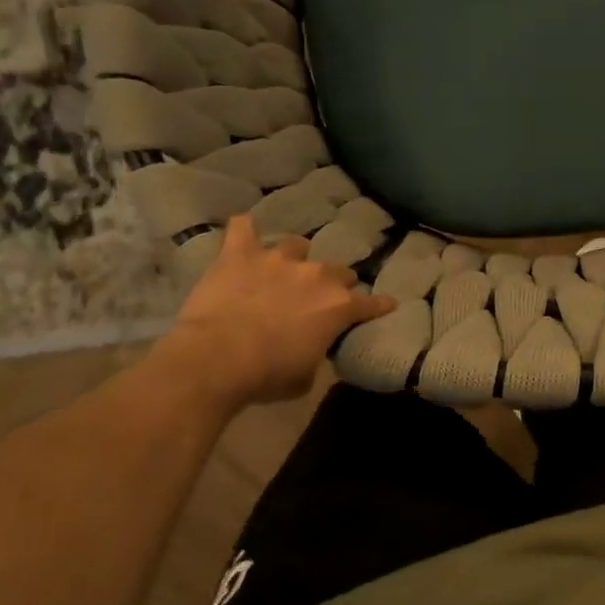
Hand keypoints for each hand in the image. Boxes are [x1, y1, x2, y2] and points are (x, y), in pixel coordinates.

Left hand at [158, 215, 394, 406]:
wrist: (217, 358)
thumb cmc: (267, 375)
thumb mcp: (306, 376)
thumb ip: (317, 352)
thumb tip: (312, 346)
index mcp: (338, 307)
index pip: (370, 303)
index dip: (379, 305)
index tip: (387, 303)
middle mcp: (315, 275)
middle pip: (337, 270)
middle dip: (333, 282)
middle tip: (320, 296)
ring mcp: (278, 259)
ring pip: (296, 246)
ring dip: (294, 258)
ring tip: (284, 268)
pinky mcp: (240, 254)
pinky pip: (243, 228)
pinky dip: (245, 231)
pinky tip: (244, 232)